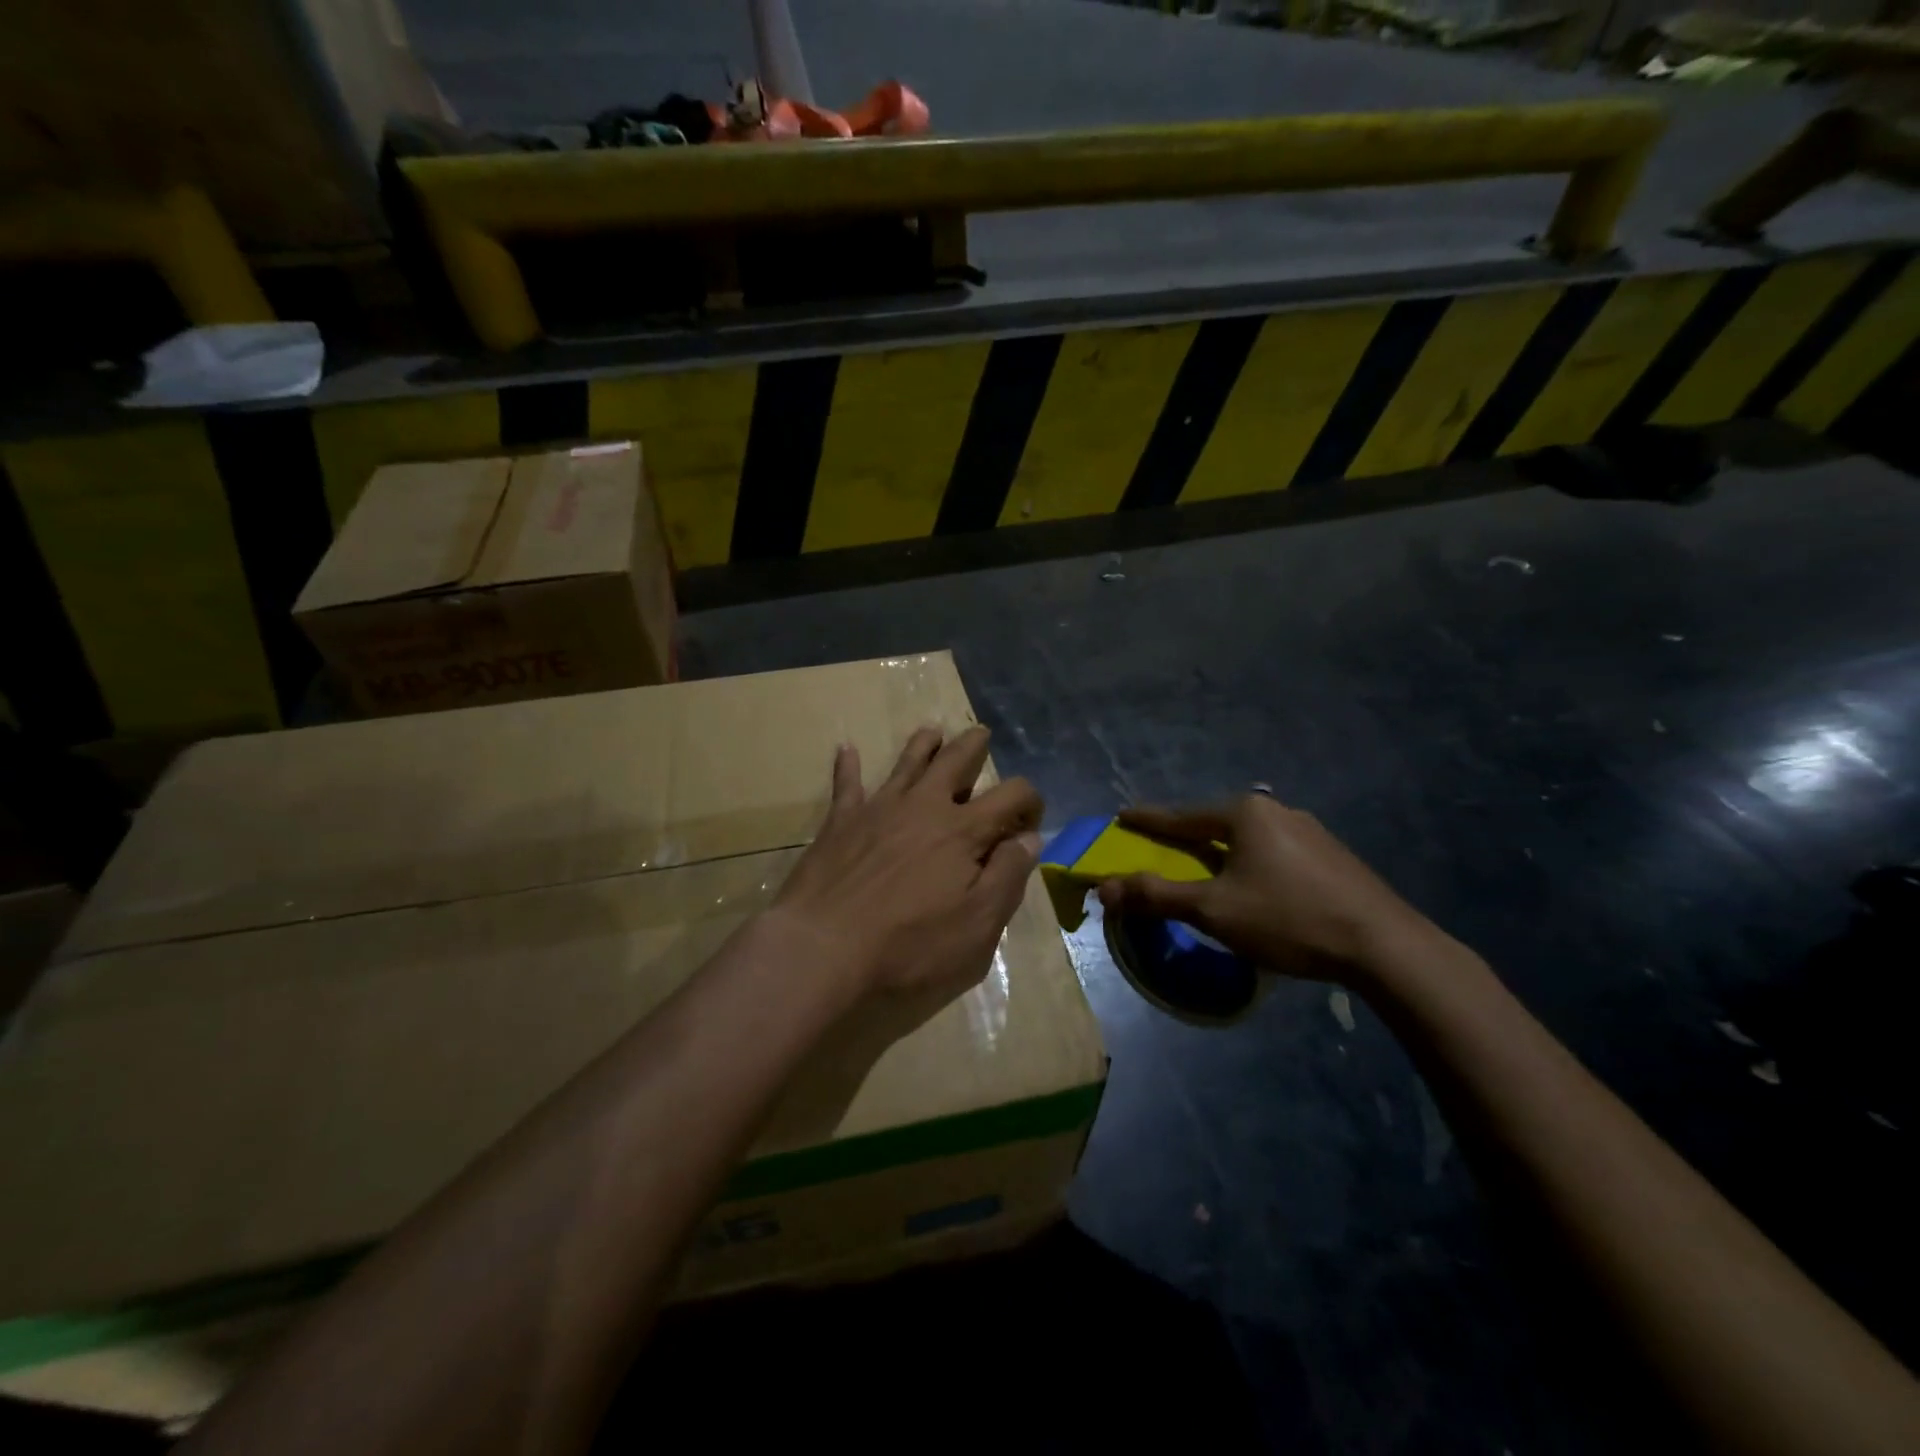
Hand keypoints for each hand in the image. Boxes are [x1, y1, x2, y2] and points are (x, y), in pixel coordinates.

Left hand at [771, 726, 1043, 1004]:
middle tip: (982, 735)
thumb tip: (1029, 838)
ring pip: (907, 762)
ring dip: (923, 744)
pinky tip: (846, 748)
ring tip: (932, 732)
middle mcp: (923, 806)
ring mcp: (878, 809)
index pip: (1011, 795)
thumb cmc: (909, 947)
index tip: (1030, 822)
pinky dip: (848, 765)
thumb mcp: (978, 927)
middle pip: (955, 761)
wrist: (823, 949)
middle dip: (974, 746)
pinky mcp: (840, 822)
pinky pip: (846, 783)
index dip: (1030, 801)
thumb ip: (1007, 877)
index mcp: (963, 831)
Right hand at [1097, 794, 1432, 981]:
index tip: (1122, 816)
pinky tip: (1253, 884)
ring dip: (1219, 851)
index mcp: (1244, 813)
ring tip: (1204, 867)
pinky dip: (1249, 863)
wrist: (1384, 946)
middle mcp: (1276, 811)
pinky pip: (1273, 851)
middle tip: (1160, 846)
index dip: (1147, 820)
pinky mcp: (1331, 856)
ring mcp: (1309, 831)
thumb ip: (1157, 896)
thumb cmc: (1288, 918)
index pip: (1180, 816)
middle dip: (1184, 836)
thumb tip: (1104, 888)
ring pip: (1246, 838)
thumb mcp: (1213, 910)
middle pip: (1214, 823)